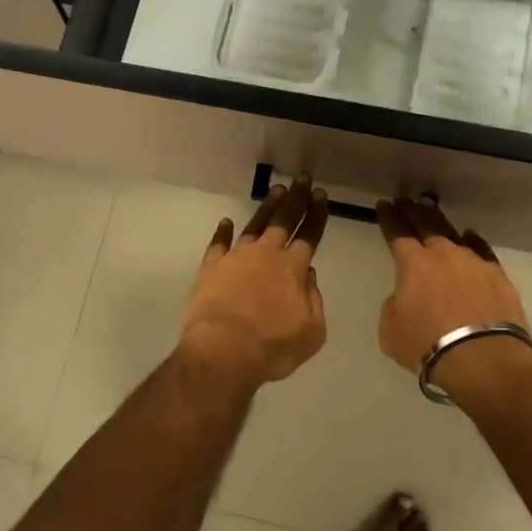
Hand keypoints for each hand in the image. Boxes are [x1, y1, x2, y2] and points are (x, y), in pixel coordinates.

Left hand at [179, 180, 330, 384]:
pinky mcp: (211, 267)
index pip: (310, 234)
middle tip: (302, 179)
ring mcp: (236, 257)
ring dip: (267, 207)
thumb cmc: (273, 347)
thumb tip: (307, 275)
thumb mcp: (312, 331)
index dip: (316, 213)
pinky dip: (222, 232)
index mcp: (293, 268)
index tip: (320, 195)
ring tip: (276, 191)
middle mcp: (266, 255)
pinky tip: (226, 222)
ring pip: (255, 225)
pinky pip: (218, 244)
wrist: (224, 351)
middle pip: (284, 220)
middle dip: (296, 199)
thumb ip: (313, 300)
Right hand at [375, 198, 529, 376]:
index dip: (389, 217)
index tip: (384, 204)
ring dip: (439, 221)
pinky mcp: (498, 276)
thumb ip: (393, 306)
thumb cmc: (428, 345)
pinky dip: (472, 242)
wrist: (483, 360)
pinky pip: (481, 250)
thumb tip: (405, 297)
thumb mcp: (390, 330)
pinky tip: (469, 236)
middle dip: (413, 211)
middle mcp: (443, 254)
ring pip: (453, 234)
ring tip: (432, 211)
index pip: (397, 232)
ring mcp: (474, 262)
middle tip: (406, 200)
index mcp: (413, 264)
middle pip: (426, 224)